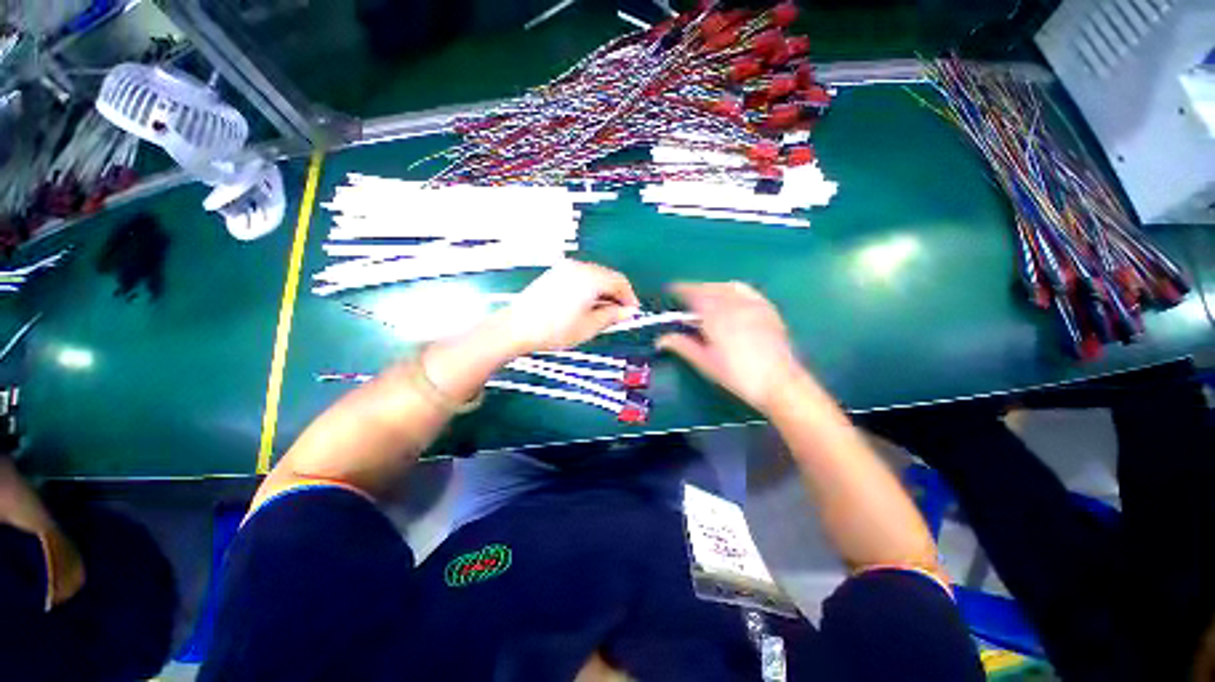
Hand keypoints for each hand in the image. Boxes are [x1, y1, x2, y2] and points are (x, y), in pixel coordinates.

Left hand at [492, 259, 639, 355]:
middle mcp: (579, 267)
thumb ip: (612, 316)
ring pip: (594, 277)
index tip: (632, 313)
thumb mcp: (589, 326)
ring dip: (603, 293)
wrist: (516, 328)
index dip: (629, 298)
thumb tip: (629, 312)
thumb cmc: (554, 330)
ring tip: (601, 314)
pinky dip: (589, 290)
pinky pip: (581, 278)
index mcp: (590, 278)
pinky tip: (585, 306)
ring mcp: (565, 268)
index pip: (620, 282)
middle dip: (616, 295)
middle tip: (618, 316)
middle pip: (607, 277)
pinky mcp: (555, 274)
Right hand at [657, 282, 801, 413]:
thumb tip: (661, 339)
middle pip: (709, 287)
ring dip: (713, 287)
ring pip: (727, 286)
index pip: (693, 293)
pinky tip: (731, 300)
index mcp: (714, 314)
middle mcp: (733, 302)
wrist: (778, 381)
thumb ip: (682, 345)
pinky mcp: (767, 309)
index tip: (671, 290)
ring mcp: (752, 303)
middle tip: (685, 298)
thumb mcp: (704, 361)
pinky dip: (732, 290)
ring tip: (706, 297)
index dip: (680, 289)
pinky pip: (745, 291)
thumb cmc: (736, 374)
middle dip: (695, 289)